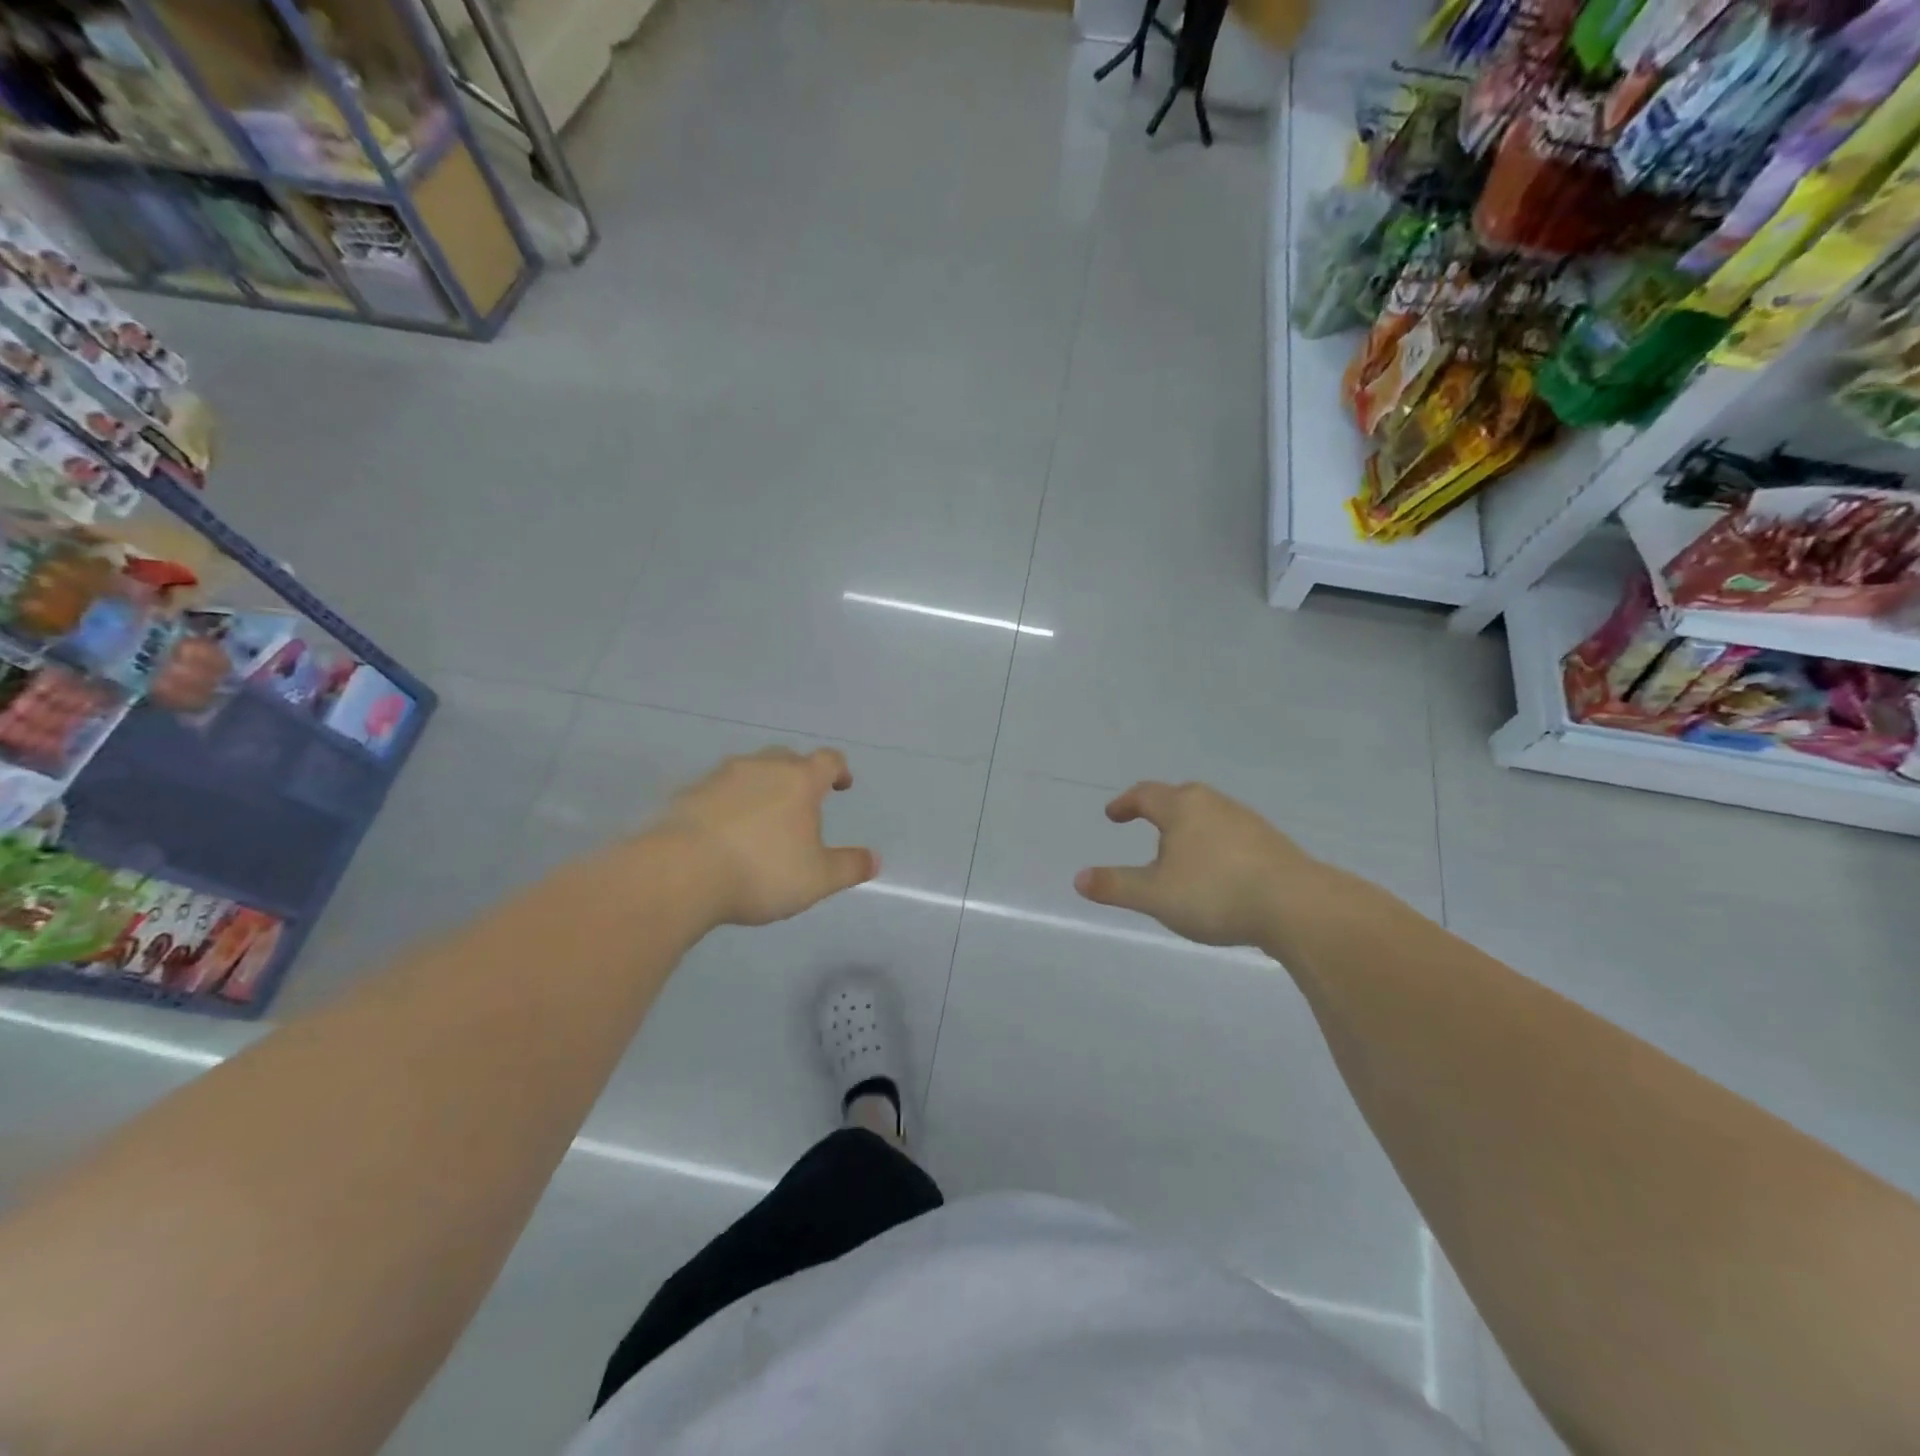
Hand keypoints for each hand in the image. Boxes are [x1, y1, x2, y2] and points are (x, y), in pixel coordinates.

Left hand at [653, 748, 877, 926]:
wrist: (680, 873)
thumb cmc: (761, 871)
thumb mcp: (817, 879)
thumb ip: (849, 867)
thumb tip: (874, 859)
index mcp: (799, 780)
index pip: (828, 760)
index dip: (839, 770)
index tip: (842, 785)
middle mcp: (761, 767)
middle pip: (787, 758)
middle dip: (798, 774)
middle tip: (802, 801)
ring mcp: (720, 777)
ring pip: (749, 770)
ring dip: (760, 787)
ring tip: (761, 817)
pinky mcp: (687, 794)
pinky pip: (716, 791)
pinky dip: (727, 803)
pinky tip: (724, 831)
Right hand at [1075, 781, 1320, 947]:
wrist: (1297, 906)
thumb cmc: (1216, 893)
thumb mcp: (1155, 895)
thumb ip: (1116, 885)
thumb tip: (1078, 878)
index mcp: (1182, 808)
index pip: (1146, 795)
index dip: (1125, 803)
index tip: (1113, 815)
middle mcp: (1214, 804)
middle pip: (1180, 797)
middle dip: (1160, 809)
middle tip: (1146, 824)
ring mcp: (1247, 822)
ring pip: (1208, 815)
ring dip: (1189, 828)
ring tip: (1180, 853)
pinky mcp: (1271, 843)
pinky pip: (1231, 834)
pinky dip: (1214, 844)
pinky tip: (1218, 871)